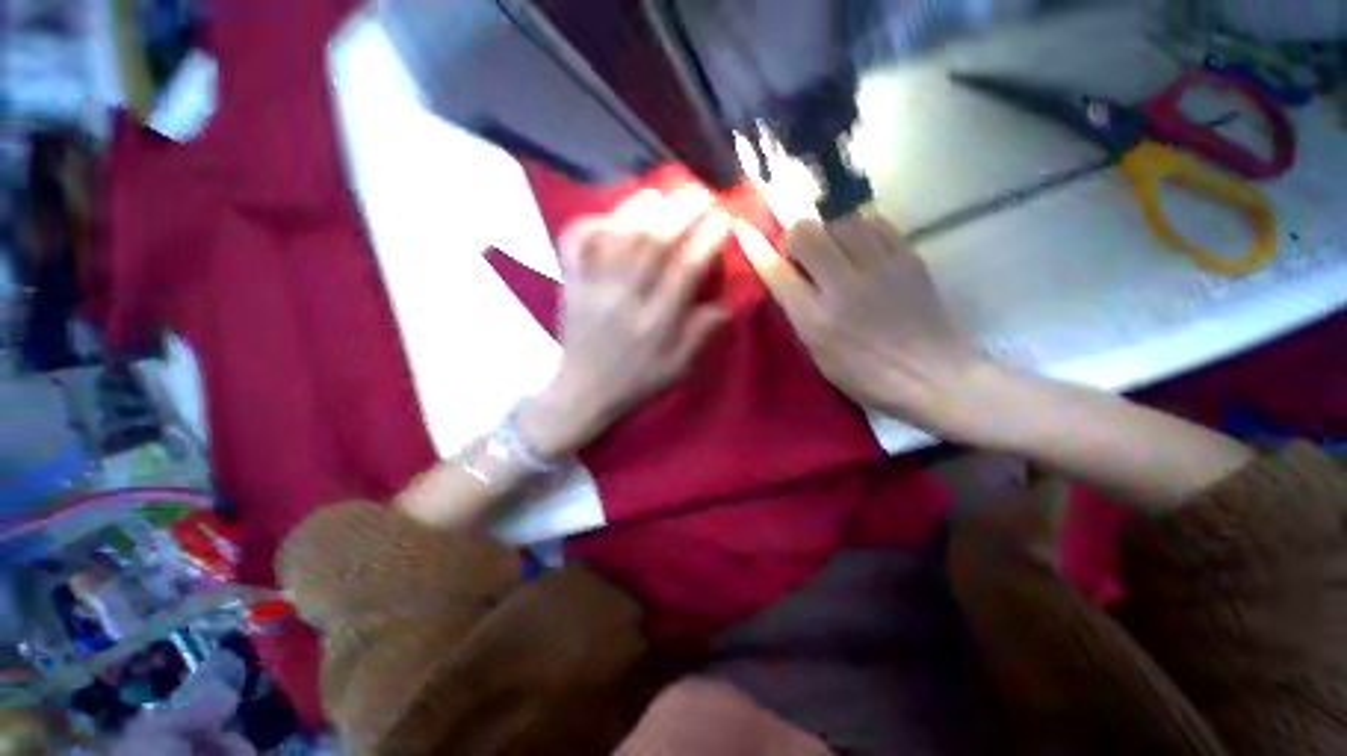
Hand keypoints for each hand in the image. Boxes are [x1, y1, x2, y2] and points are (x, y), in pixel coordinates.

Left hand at [521, 188, 732, 454]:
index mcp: (657, 323)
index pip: (686, 270)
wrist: (584, 393)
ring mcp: (594, 289)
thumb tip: (722, 300)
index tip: (724, 218)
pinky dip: (590, 222)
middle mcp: (625, 300)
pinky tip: (608, 214)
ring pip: (616, 236)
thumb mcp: (679, 369)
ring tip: (662, 192)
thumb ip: (702, 334)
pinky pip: (575, 245)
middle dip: (681, 211)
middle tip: (700, 192)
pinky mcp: (571, 285)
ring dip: (642, 207)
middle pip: (653, 243)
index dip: (708, 239)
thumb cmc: (637, 382)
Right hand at [739, 214, 990, 439]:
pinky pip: (874, 222)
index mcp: (817, 320)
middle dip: (796, 239)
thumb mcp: (819, 356)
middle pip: (806, 232)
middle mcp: (843, 286)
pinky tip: (861, 247)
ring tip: (835, 252)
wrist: (933, 374)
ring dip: (828, 232)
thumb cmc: (867, 376)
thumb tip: (788, 279)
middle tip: (803, 256)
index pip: (777, 272)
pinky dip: (859, 229)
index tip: (743, 229)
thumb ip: (800, 315)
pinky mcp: (908, 256)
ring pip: (840, 221)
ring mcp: (879, 267)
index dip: (756, 248)